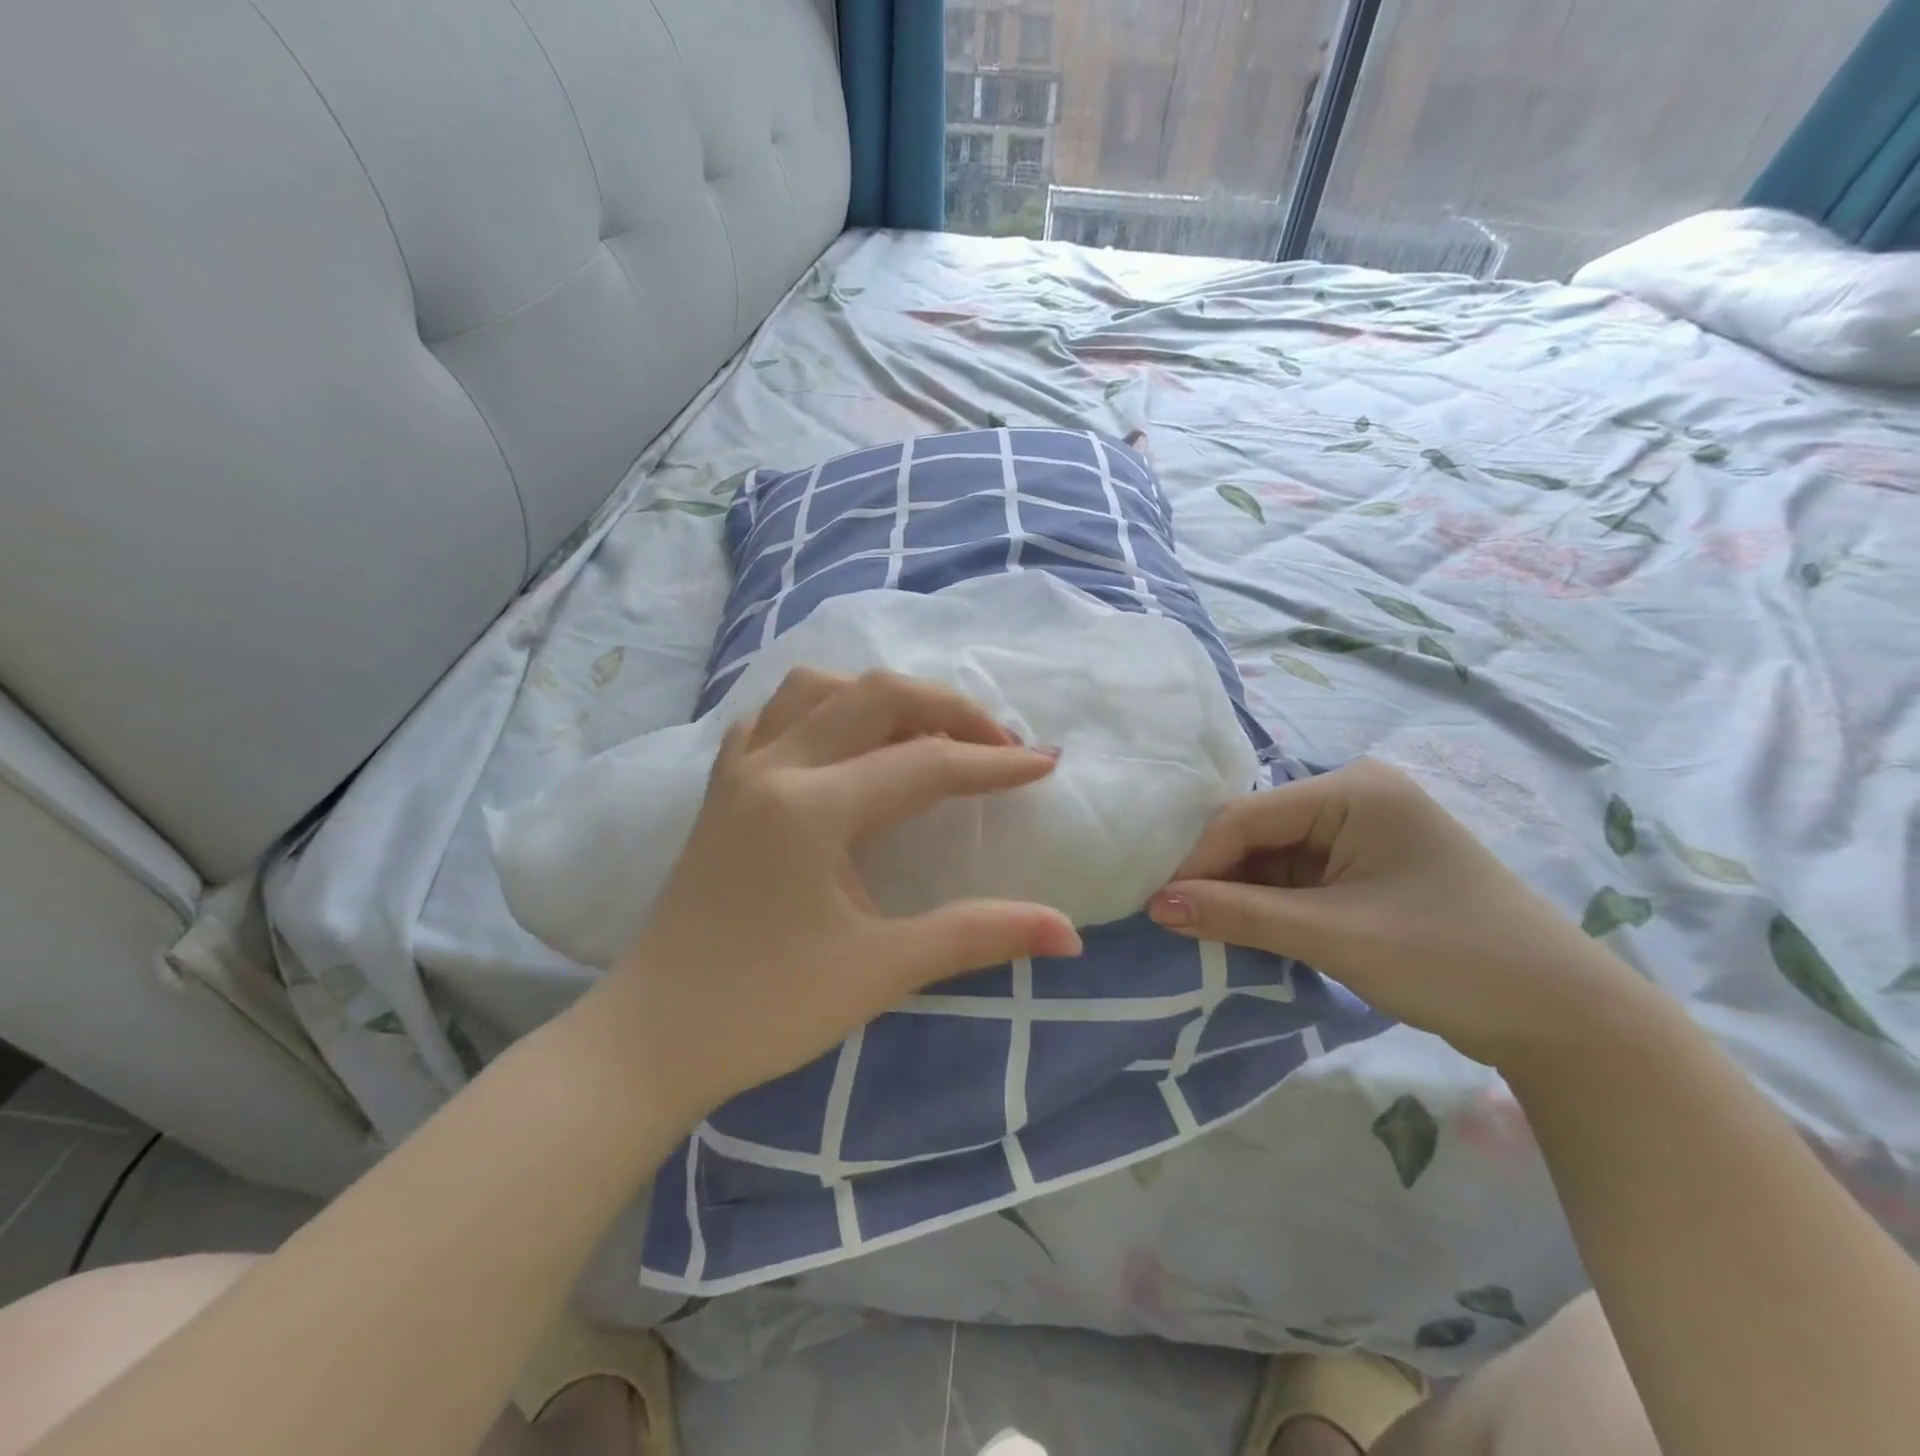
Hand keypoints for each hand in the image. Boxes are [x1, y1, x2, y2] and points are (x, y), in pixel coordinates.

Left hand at [604, 668, 1081, 1123]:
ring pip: (818, 689)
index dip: (993, 763)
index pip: (924, 764)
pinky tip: (844, 743)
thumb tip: (1069, 933)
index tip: (1045, 764)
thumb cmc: (765, 1010)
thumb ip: (977, 937)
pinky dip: (822, 710)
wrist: (652, 1038)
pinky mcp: (720, 786)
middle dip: (948, 709)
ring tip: (924, 735)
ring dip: (881, 698)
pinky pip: (774, 716)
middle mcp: (771, 766)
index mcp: (810, 808)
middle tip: (997, 743)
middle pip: (875, 695)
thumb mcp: (880, 971)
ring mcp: (738, 769)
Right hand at [1148, 758, 1648, 1069]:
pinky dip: (1271, 907)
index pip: (1247, 817)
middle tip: (1173, 924)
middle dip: (1218, 879)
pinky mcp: (1367, 869)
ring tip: (1203, 933)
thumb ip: (1239, 915)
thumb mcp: (1334, 936)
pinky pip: (1298, 879)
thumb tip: (1156, 906)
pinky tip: (1247, 933)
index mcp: (1353, 790)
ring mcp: (1363, 833)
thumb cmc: (1451, 959)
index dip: (1197, 861)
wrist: (1566, 1021)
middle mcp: (1355, 798)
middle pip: (1257, 833)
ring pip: (1273, 859)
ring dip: (1242, 897)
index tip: (1157, 908)